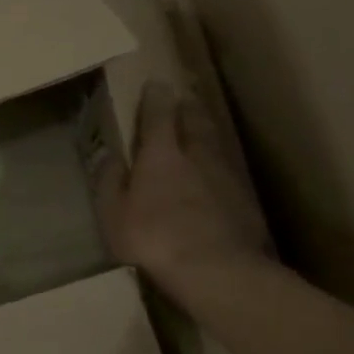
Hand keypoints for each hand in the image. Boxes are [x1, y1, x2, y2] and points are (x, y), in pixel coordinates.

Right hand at [95, 81, 272, 296]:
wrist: (215, 269)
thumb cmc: (153, 238)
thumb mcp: (114, 214)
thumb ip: (110, 182)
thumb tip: (109, 156)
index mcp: (161, 155)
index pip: (159, 115)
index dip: (155, 99)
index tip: (155, 84)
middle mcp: (196, 156)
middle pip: (194, 122)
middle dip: (187, 108)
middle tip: (184, 97)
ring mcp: (225, 177)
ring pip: (215, 144)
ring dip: (206, 133)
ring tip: (200, 128)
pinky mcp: (244, 201)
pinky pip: (228, 172)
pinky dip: (219, 167)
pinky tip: (216, 176)